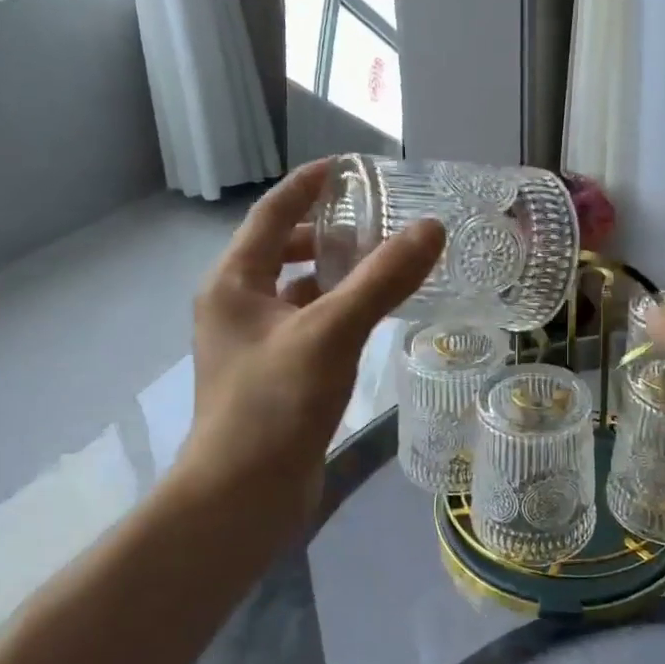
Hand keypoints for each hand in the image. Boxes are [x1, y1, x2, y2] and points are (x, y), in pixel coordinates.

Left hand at [167, 161, 444, 529]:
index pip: (273, 214)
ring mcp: (254, 344)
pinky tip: (372, 318)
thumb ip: (382, 279)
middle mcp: (237, 306)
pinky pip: (309, 325)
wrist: (242, 496)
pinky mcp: (274, 375)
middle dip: (328, 232)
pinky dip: (338, 312)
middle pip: (283, 251)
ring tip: (383, 265)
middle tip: (377, 221)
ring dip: (335, 274)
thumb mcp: (332, 332)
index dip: (309, 185)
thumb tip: (430, 228)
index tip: (348, 167)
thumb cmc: (276, 404)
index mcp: (234, 283)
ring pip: (297, 291)